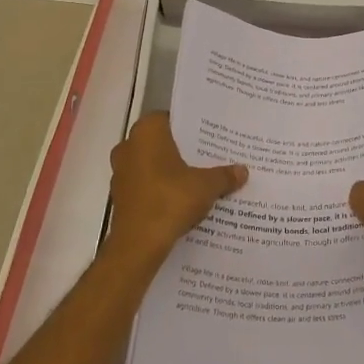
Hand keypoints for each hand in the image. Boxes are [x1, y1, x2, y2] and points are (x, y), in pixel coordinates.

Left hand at [107, 113, 246, 258]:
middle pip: (162, 142)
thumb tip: (243, 170)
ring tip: (200, 179)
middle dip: (184, 150)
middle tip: (211, 157)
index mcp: (147, 133)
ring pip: (153, 164)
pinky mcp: (121, 196)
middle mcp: (129, 146)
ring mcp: (121, 172)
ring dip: (172, 171)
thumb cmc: (170, 200)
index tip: (211, 136)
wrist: (138, 244)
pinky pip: (146, 185)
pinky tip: (183, 200)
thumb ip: (225, 175)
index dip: (192, 127)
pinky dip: (161, 189)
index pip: (171, 118)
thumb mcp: (206, 186)